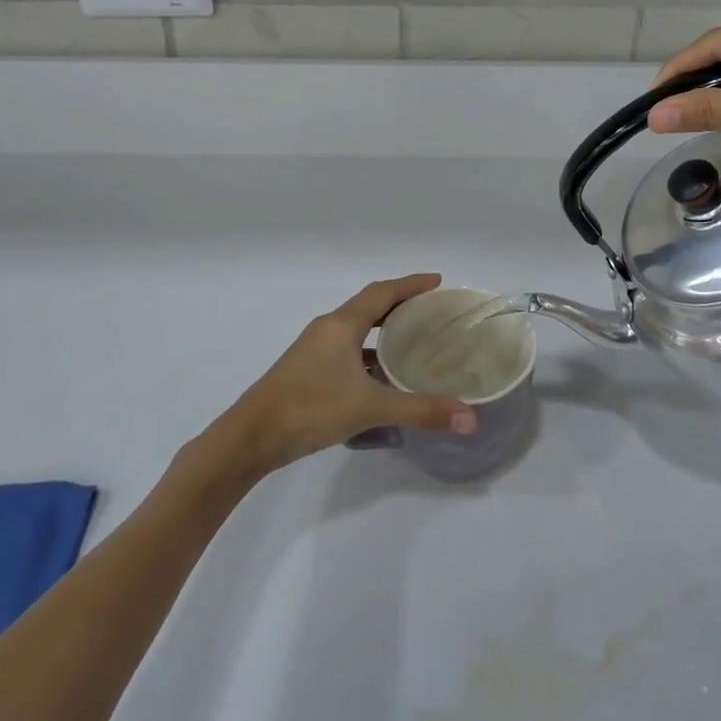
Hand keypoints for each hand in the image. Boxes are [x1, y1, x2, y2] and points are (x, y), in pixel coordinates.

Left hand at [210, 274, 476, 477]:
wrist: (250, 438)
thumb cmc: (309, 409)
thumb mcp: (370, 408)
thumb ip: (420, 410)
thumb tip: (470, 418)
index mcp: (341, 325)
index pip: (382, 292)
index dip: (411, 284)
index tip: (437, 282)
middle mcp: (327, 330)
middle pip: (369, 306)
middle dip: (401, 305)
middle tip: (432, 311)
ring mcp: (314, 350)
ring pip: (357, 330)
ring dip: (384, 331)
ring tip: (415, 341)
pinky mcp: (307, 371)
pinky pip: (347, 350)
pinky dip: (369, 354)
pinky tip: (383, 377)